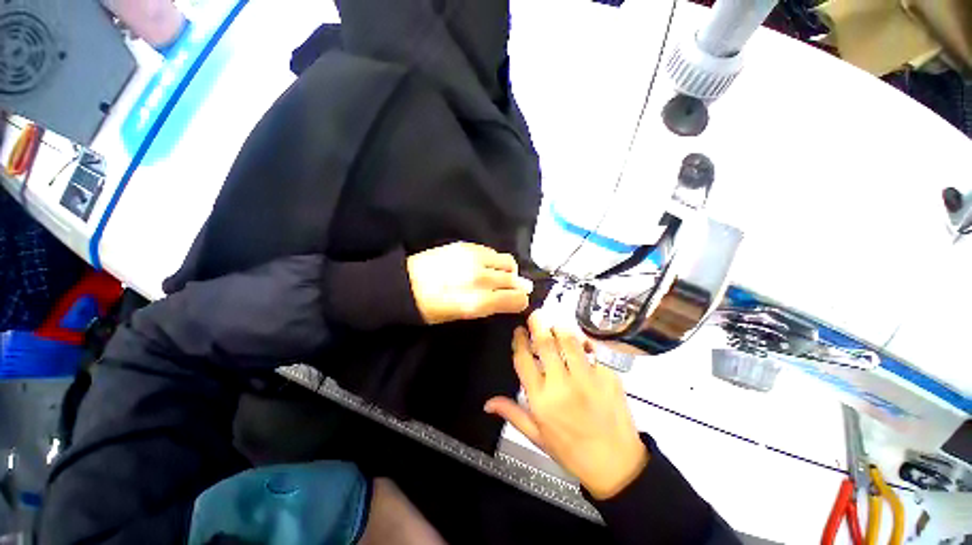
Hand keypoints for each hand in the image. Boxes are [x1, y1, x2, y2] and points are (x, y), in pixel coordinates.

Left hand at [406, 242, 533, 324]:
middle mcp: (479, 279)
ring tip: (500, 275)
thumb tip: (514, 297)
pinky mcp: (466, 246)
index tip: (520, 301)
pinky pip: (492, 252)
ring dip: (509, 270)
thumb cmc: (432, 309)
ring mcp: (473, 259)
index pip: (515, 299)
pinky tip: (487, 265)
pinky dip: (495, 260)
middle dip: (518, 285)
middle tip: (513, 288)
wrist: (404, 284)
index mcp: (477, 302)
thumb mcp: (462, 315)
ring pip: (507, 261)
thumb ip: (490, 305)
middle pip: (514, 279)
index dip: (521, 301)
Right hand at [484, 313, 648, 499]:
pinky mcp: (608, 376)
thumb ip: (512, 413)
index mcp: (541, 399)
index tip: (519, 331)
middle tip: (535, 314)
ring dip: (560, 328)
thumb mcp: (537, 435)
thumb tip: (488, 403)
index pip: (524, 360)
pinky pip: (592, 351)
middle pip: (546, 344)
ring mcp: (587, 379)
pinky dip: (584, 343)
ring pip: (569, 341)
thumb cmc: (572, 450)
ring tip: (555, 324)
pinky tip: (580, 342)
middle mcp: (562, 385)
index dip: (519, 341)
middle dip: (538, 324)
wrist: (616, 464)